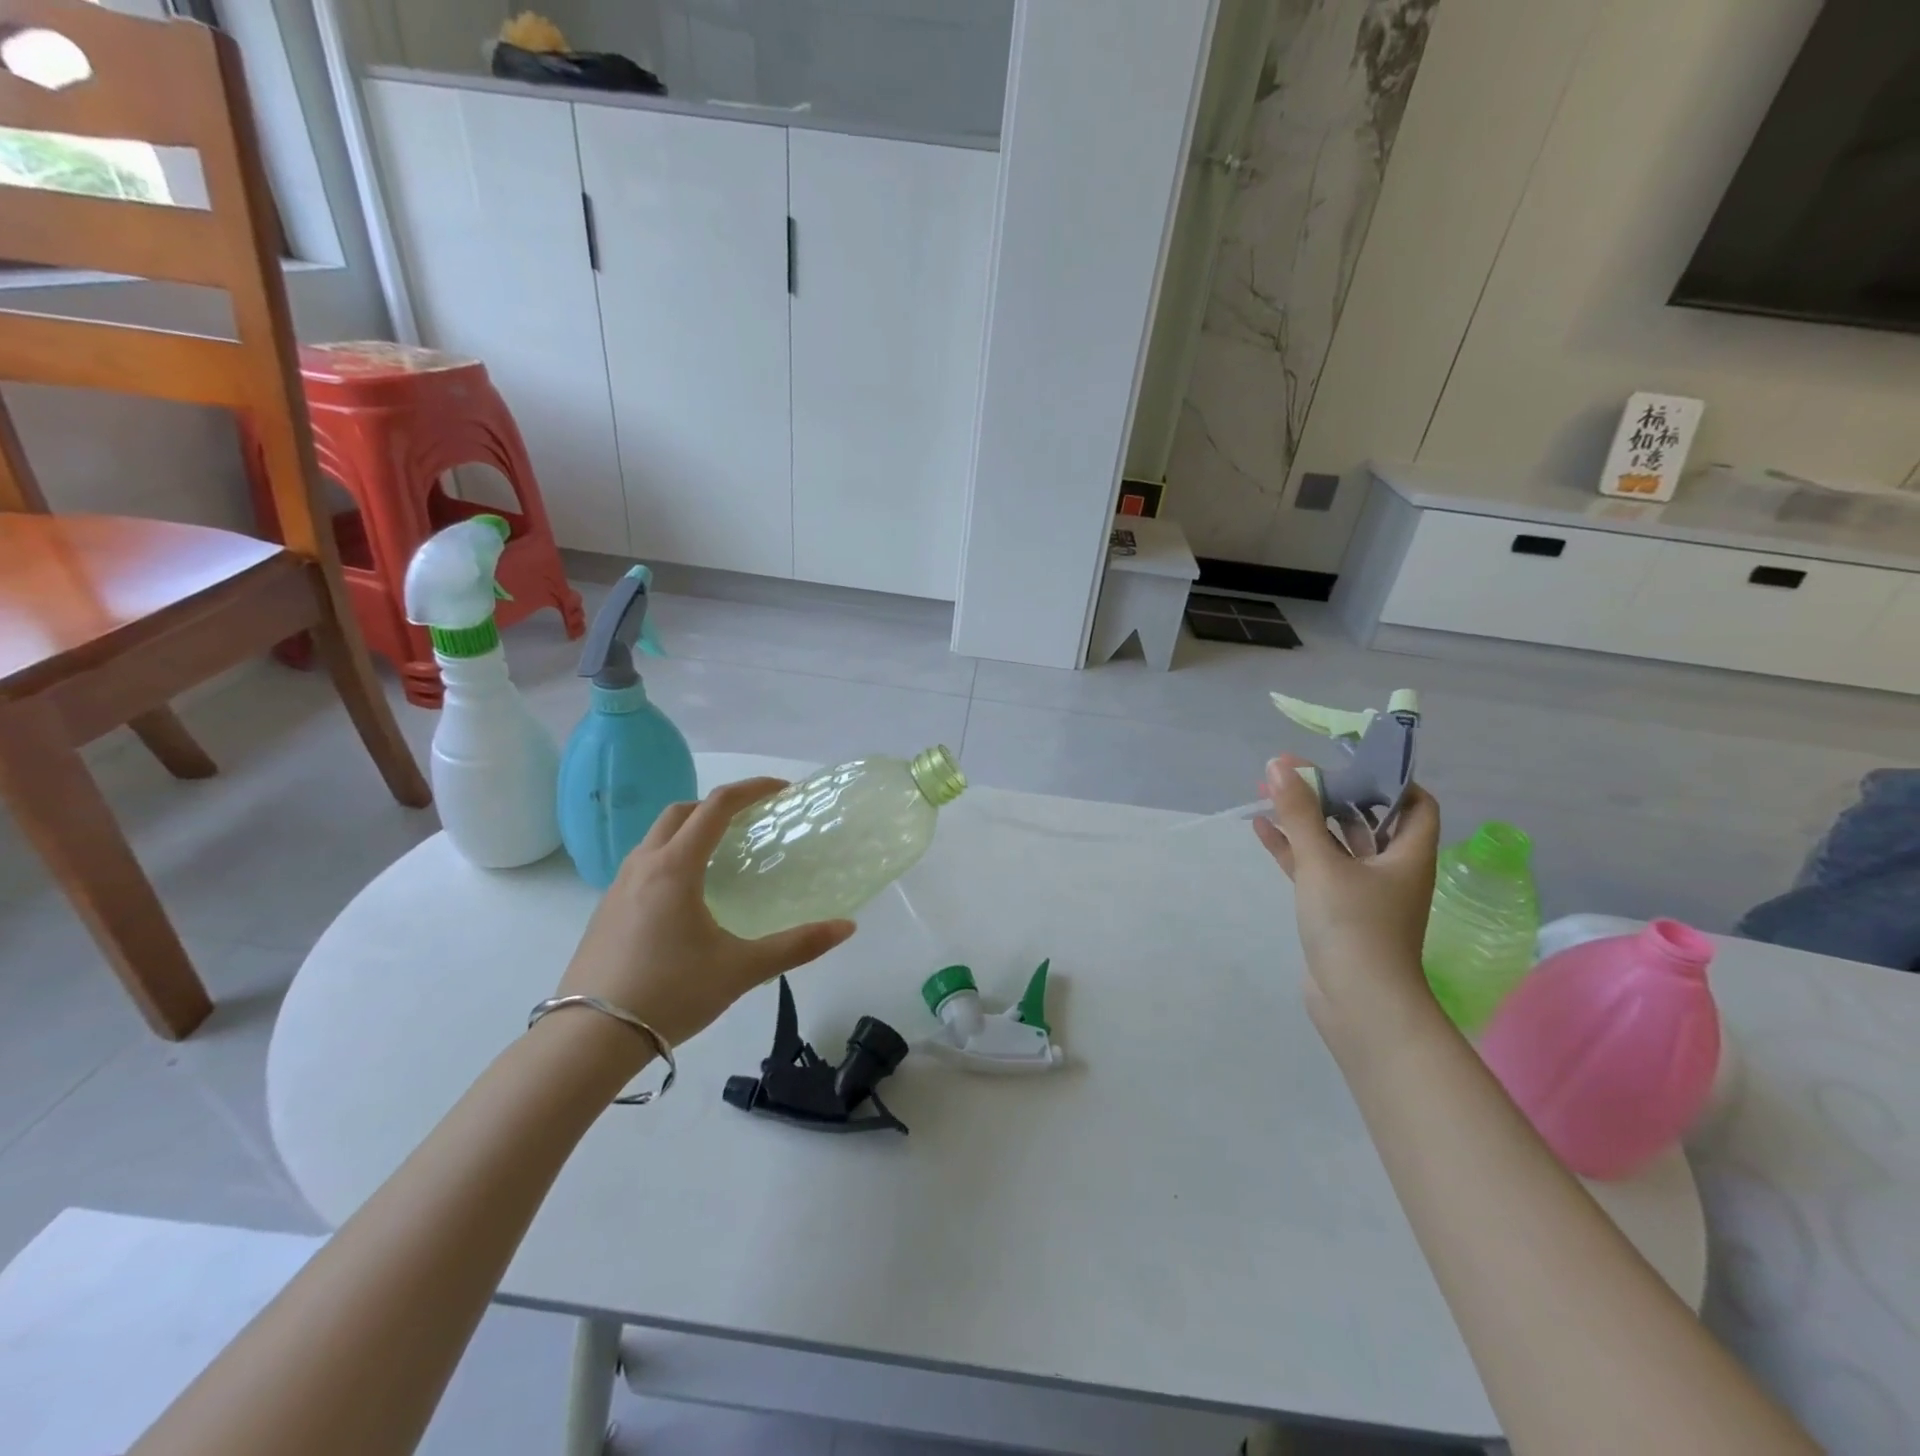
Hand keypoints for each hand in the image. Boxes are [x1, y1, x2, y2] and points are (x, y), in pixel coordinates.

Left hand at [555, 777, 855, 1048]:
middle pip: (681, 812)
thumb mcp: (741, 970)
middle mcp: (643, 866)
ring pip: (656, 837)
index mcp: (676, 868)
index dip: (752, 789)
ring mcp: (617, 888)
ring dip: (690, 830)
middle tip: (751, 821)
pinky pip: (642, 865)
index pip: (717, 806)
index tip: (781, 791)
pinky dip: (670, 858)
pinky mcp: (604, 912)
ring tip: (721, 857)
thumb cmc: (670, 994)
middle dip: (718, 806)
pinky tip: (686, 898)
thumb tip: (847, 927)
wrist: (587, 1041)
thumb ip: (797, 946)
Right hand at [1253, 754, 1442, 1039]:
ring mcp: (1362, 892)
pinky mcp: (1336, 911)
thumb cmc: (1354, 926)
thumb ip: (1299, 813)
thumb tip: (1280, 763)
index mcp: (1407, 854)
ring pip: (1335, 844)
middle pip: (1366, 819)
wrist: (1358, 1003)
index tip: (1349, 761)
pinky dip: (1292, 849)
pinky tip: (1262, 830)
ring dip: (1308, 820)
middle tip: (1295, 773)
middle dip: (1332, 793)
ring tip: (1272, 794)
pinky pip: (1314, 869)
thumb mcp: (1322, 863)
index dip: (1388, 779)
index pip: (1415, 803)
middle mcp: (1390, 870)